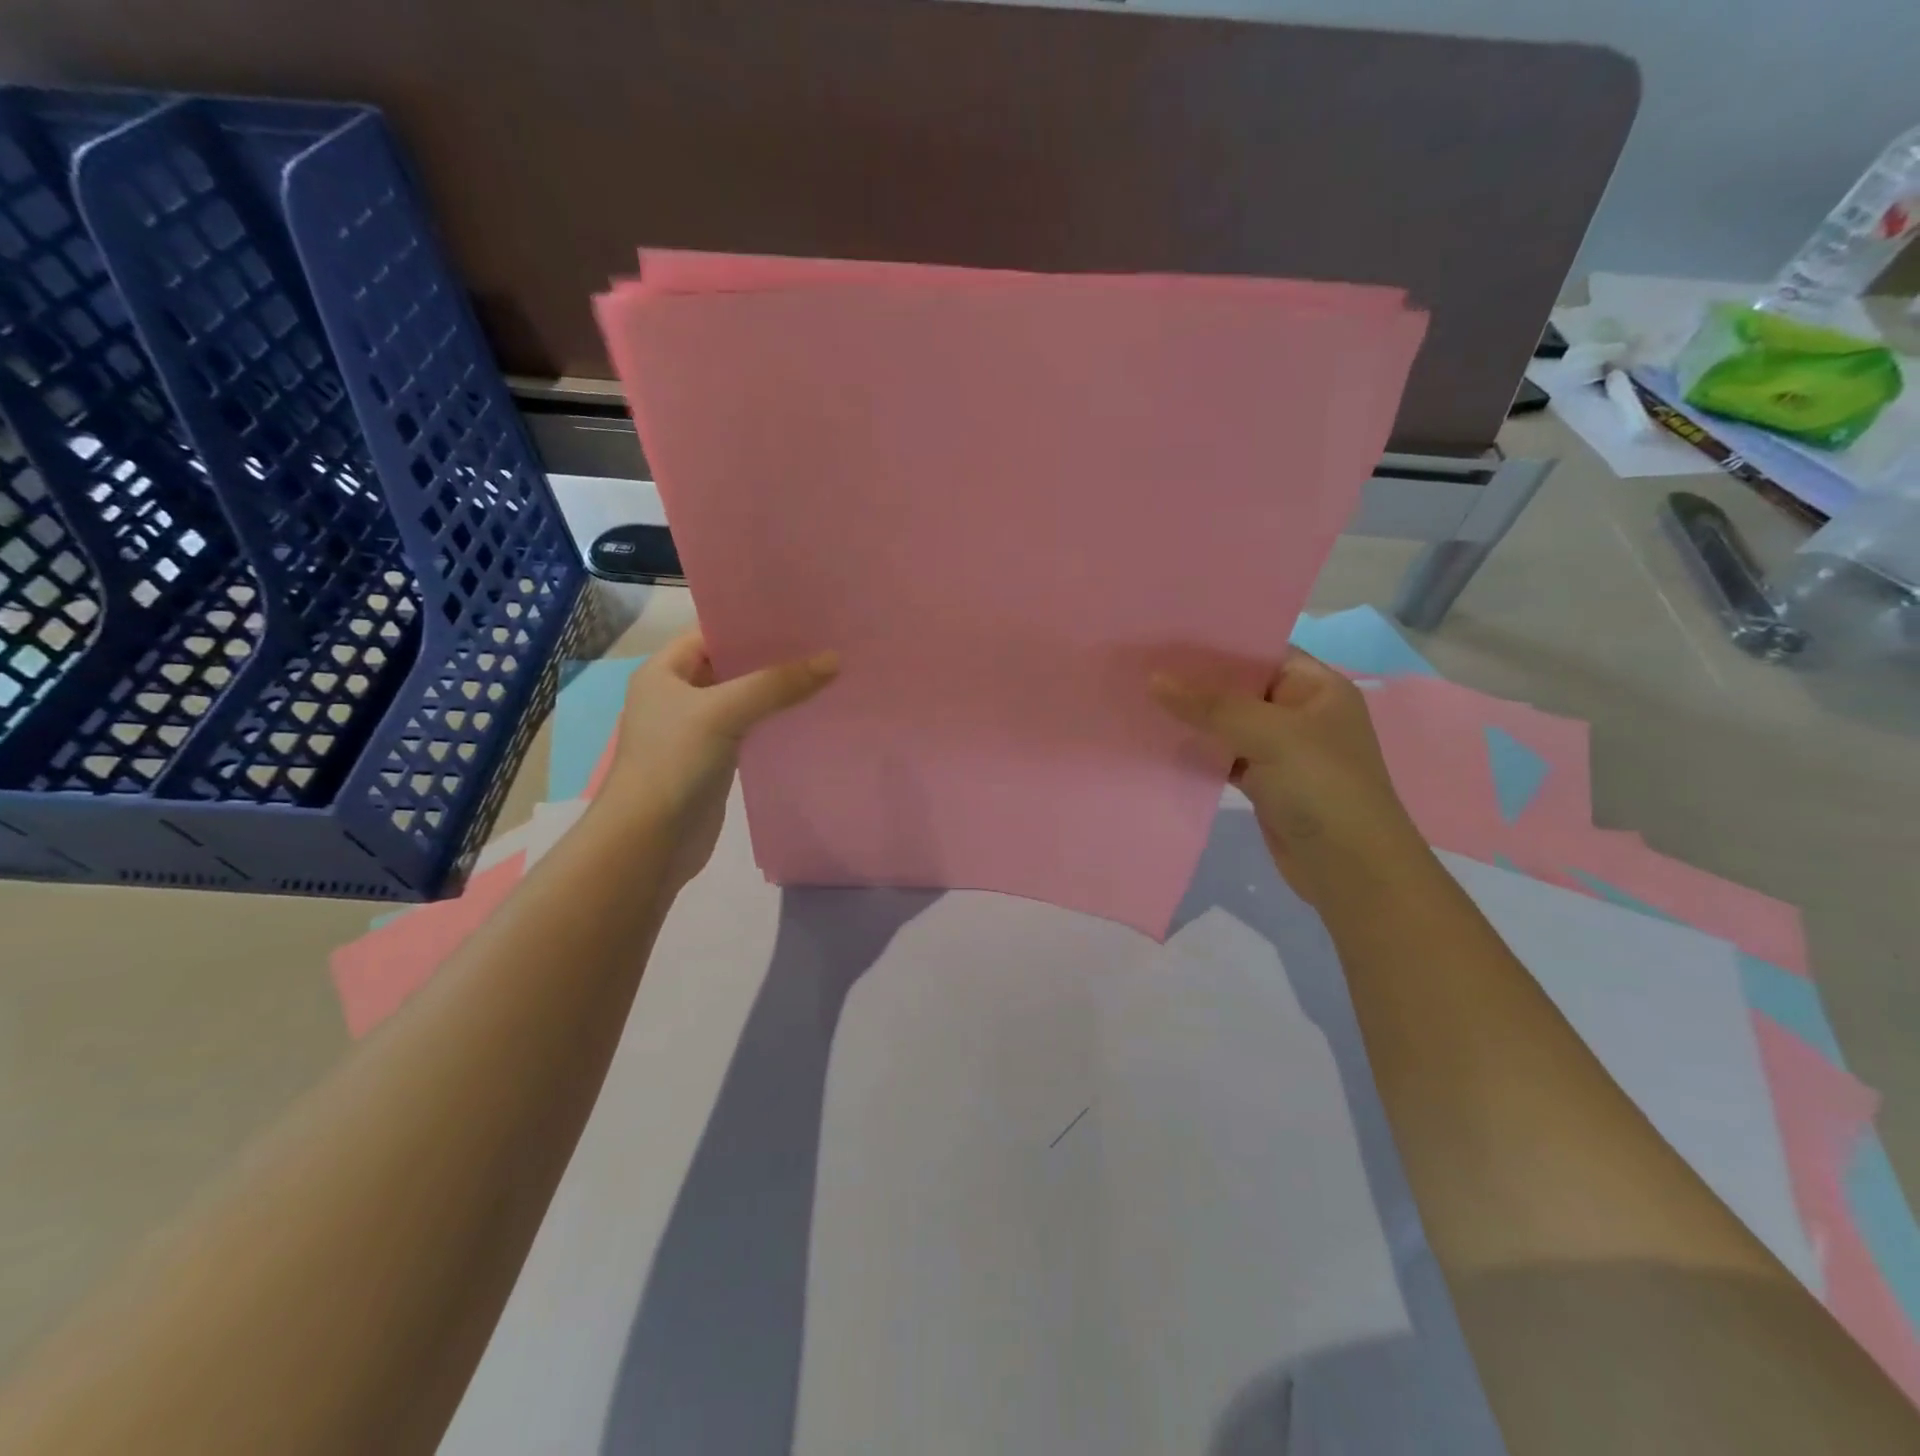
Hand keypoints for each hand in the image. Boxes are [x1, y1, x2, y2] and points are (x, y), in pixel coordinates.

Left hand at [597, 630, 838, 891]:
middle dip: (772, 657)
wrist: (651, 841)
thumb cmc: (674, 762)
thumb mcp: (724, 712)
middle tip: (822, 643)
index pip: (711, 633)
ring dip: (777, 691)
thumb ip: (777, 685)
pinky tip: (808, 714)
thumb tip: (833, 661)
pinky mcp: (715, 760)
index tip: (798, 617)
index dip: (751, 624)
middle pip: (730, 665)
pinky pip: (749, 729)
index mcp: (664, 672)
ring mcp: (696, 730)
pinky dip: (774, 721)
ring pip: (743, 699)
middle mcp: (677, 695)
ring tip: (825, 673)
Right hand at [1150, 650, 1427, 907]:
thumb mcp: (1270, 735)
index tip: (1166, 636)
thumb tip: (1154, 680)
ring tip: (1140, 698)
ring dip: (1192, 717)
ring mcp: (1282, 750)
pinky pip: (1224, 756)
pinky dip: (1198, 751)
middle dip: (1195, 681)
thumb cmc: (1323, 788)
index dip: (1216, 644)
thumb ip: (1211, 706)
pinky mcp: (1264, 783)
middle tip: (1141, 665)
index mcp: (1317, 687)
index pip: (1261, 651)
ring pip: (1228, 724)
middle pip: (1240, 687)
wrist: (1351, 870)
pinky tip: (1160, 742)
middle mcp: (1300, 712)